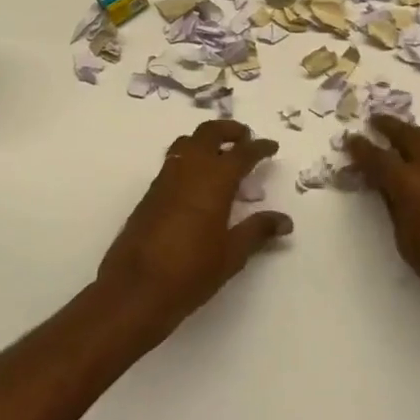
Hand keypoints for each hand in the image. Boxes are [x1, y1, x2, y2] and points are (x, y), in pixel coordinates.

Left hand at [95, 120, 291, 342]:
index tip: (271, 146)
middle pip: (208, 133)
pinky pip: (173, 162)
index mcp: (214, 181)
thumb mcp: (232, 254)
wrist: (135, 289)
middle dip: (229, 130)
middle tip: (245, 138)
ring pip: (186, 143)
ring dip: (205, 141)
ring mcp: (165, 180)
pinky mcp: (150, 194)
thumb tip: (284, 220)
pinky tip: (198, 182)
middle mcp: (189, 171)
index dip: (259, 147)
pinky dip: (190, 159)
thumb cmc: (191, 272)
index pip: (242, 153)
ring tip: (221, 155)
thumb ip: (258, 230)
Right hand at [346, 117, 419, 358]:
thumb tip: (386, 186)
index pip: (378, 158)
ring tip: (406, 132)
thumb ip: (394, 205)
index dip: (362, 148)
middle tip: (376, 120)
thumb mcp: (404, 239)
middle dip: (391, 127)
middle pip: (410, 136)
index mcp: (410, 184)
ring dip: (417, 133)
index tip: (351, 140)